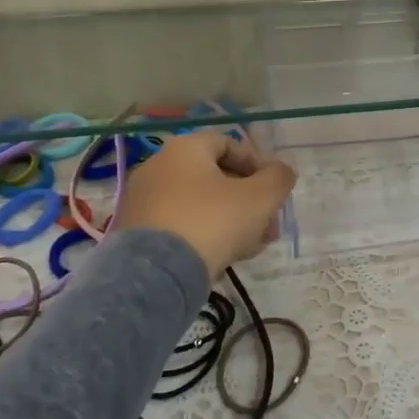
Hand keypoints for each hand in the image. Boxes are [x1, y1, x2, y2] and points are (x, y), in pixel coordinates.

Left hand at [115, 130, 297, 280]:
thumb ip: (279, 178)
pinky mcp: (135, 232)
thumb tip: (283, 170)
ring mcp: (143, 200)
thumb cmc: (213, 221)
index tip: (274, 191)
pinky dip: (203, 234)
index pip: (230, 143)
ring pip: (199, 204)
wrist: (156, 274)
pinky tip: (222, 258)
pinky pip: (179, 224)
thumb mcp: (260, 198)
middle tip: (268, 226)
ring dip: (231, 220)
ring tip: (251, 247)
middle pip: (215, 176)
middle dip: (249, 200)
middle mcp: (158, 166)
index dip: (258, 164)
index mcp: (185, 148)